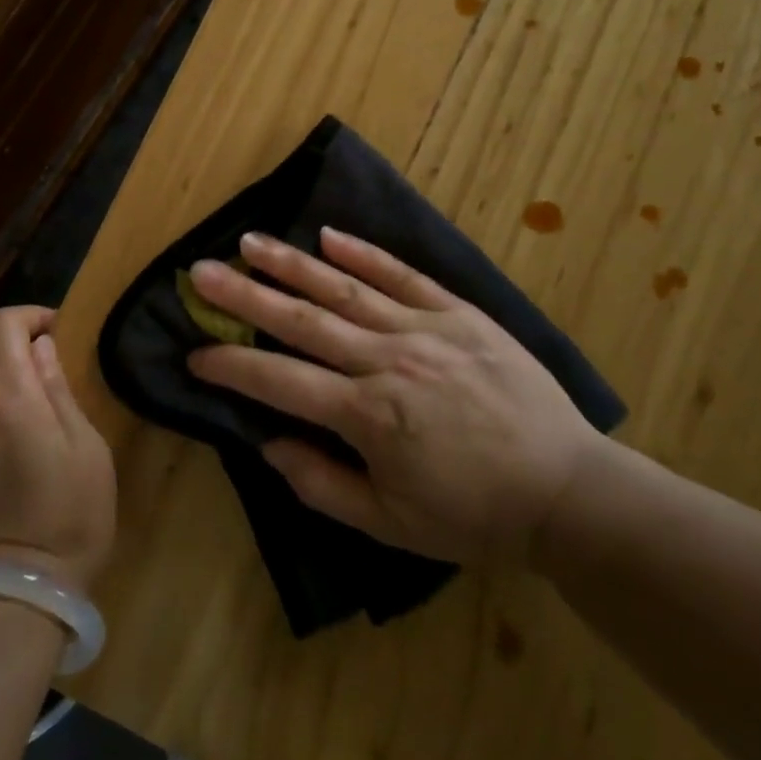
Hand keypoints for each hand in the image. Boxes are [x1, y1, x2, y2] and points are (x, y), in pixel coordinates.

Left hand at [0, 307, 116, 592]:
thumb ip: (58, 390)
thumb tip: (42, 349)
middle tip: (40, 356)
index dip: (29, 315)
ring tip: (20, 394)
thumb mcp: (85, 449)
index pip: (1, 324)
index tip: (55, 331)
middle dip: (6, 335)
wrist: (6, 599)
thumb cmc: (67, 519)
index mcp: (6, 396)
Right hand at [186, 229, 602, 565]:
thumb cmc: (474, 515)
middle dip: (245, 296)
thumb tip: (267, 442)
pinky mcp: (458, 312)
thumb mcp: (391, 524)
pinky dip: (364, 252)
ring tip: (249, 242)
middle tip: (200, 272)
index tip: (193, 354)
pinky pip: (403, 275)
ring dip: (292, 264)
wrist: (567, 489)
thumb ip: (322, 484)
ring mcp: (424, 328)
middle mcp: (388, 360)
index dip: (231, 367)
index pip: (280, 381)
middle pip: (302, 321)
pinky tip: (328, 235)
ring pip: (345, 288)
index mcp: (369, 415)